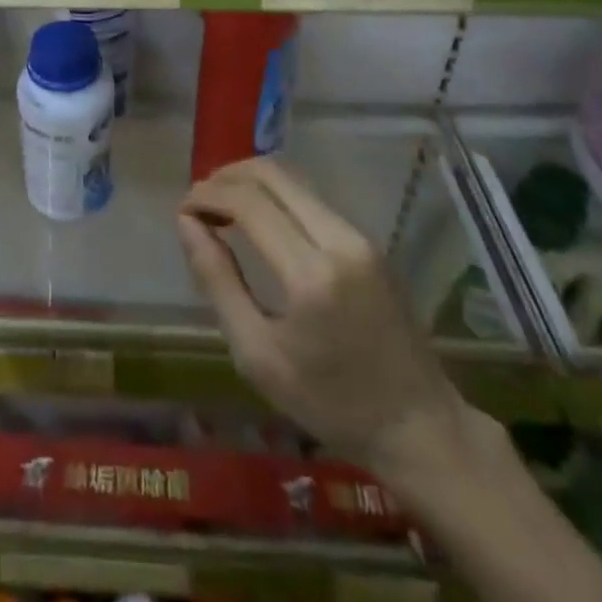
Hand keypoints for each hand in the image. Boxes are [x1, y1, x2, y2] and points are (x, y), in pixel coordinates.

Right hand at [177, 156, 473, 490]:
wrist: (419, 426)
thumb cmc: (330, 403)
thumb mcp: (258, 354)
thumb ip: (218, 281)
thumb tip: (187, 223)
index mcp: (312, 274)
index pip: (248, 203)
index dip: (207, 195)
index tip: (182, 210)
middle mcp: (340, 239)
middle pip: (272, 175)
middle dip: (226, 177)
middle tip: (198, 202)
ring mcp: (361, 235)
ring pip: (294, 180)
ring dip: (251, 183)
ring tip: (221, 208)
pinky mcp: (370, 240)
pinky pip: (312, 199)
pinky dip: (276, 196)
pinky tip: (257, 220)